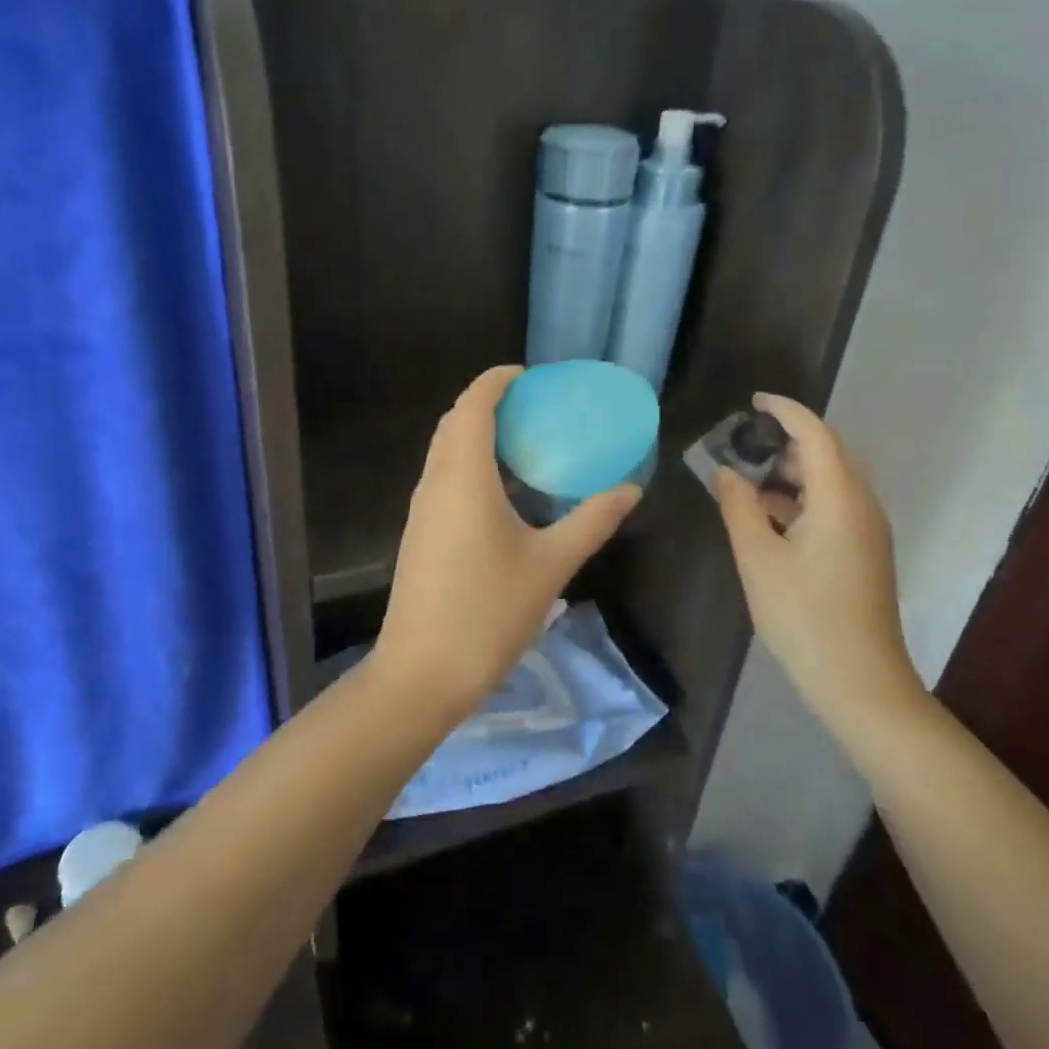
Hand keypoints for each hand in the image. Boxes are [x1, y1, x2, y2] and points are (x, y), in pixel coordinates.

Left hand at [374, 366, 641, 719]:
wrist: (422, 672)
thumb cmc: (489, 612)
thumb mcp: (551, 565)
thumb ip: (591, 521)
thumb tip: (629, 490)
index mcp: (463, 477)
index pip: (473, 405)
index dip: (497, 380)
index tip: (529, 376)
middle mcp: (435, 482)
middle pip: (455, 422)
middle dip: (488, 403)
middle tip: (533, 408)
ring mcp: (421, 509)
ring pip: (444, 451)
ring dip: (476, 434)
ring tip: (522, 443)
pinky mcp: (418, 533)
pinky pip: (442, 478)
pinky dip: (468, 464)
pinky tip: (501, 493)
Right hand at [714, 392, 926, 736]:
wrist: (860, 683)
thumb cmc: (803, 617)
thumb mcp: (757, 559)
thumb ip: (739, 507)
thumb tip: (727, 473)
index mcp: (840, 500)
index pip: (815, 435)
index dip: (785, 411)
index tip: (753, 401)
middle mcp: (863, 506)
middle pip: (830, 453)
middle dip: (789, 439)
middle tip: (746, 441)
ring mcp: (869, 532)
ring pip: (834, 481)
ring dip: (795, 470)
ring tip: (749, 478)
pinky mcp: (865, 553)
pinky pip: (836, 506)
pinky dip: (803, 497)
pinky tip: (770, 516)